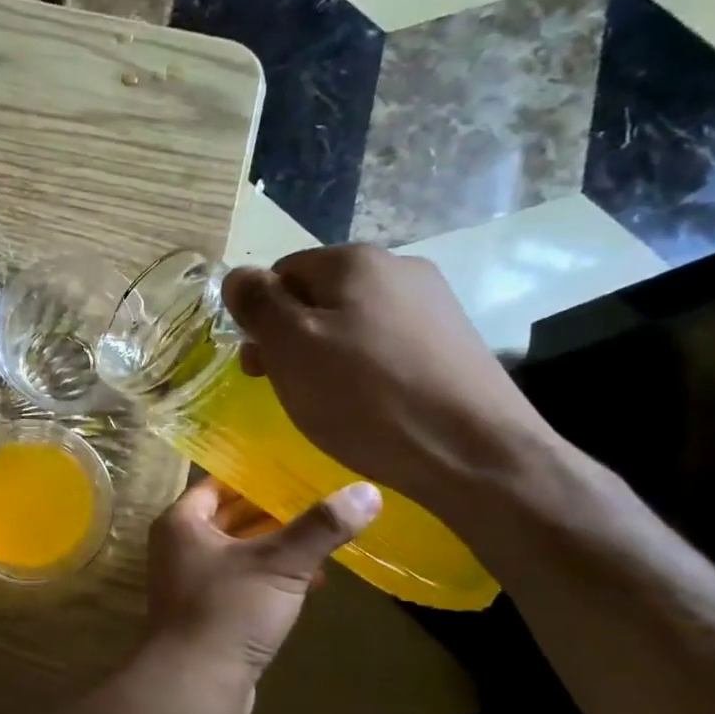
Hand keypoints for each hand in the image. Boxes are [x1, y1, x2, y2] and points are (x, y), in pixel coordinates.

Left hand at [144, 476, 381, 687]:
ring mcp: (192, 581)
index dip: (257, 476)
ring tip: (325, 536)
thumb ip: (320, 527)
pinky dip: (273, 576)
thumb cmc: (228, 611)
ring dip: (277, 545)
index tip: (298, 469)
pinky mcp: (209, 612)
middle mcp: (180, 546)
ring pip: (240, 551)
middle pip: (231, 516)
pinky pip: (244, 581)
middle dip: (274, 511)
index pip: (219, 484)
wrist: (194, 686)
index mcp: (182, 522)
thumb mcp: (279, 564)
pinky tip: (313, 581)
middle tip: (321, 498)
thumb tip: (367, 491)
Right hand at [221, 245, 557, 515]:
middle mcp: (398, 267)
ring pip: (352, 322)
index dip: (261, 318)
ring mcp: (433, 303)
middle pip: (318, 296)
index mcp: (354, 260)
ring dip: (327, 355)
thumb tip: (239, 276)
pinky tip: (371, 404)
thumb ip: (258, 304)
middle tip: (286, 387)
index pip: (281, 273)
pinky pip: (387, 344)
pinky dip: (366, 369)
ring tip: (329, 401)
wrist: (475, 453)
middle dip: (292, 338)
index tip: (261, 366)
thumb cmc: (366, 397)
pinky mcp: (453, 341)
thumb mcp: (291, 348)